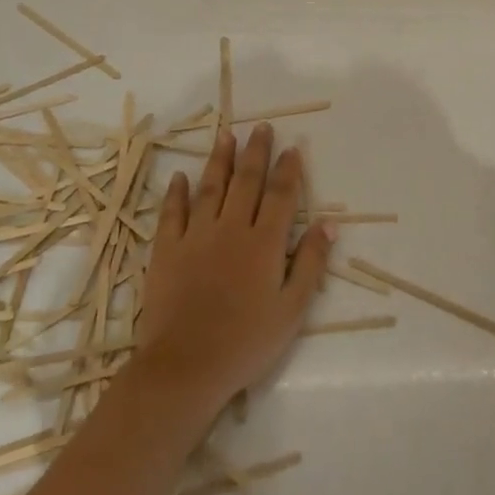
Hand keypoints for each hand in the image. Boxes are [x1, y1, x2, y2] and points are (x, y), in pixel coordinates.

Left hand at [133, 123, 332, 409]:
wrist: (186, 367)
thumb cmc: (247, 342)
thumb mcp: (292, 309)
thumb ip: (311, 263)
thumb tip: (328, 224)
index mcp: (265, 243)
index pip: (281, 196)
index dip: (288, 170)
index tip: (293, 147)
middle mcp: (231, 229)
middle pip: (246, 181)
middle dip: (256, 152)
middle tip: (261, 127)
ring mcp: (196, 236)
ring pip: (210, 188)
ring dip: (220, 160)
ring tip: (226, 135)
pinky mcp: (166, 250)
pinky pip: (172, 213)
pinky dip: (176, 193)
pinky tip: (180, 176)